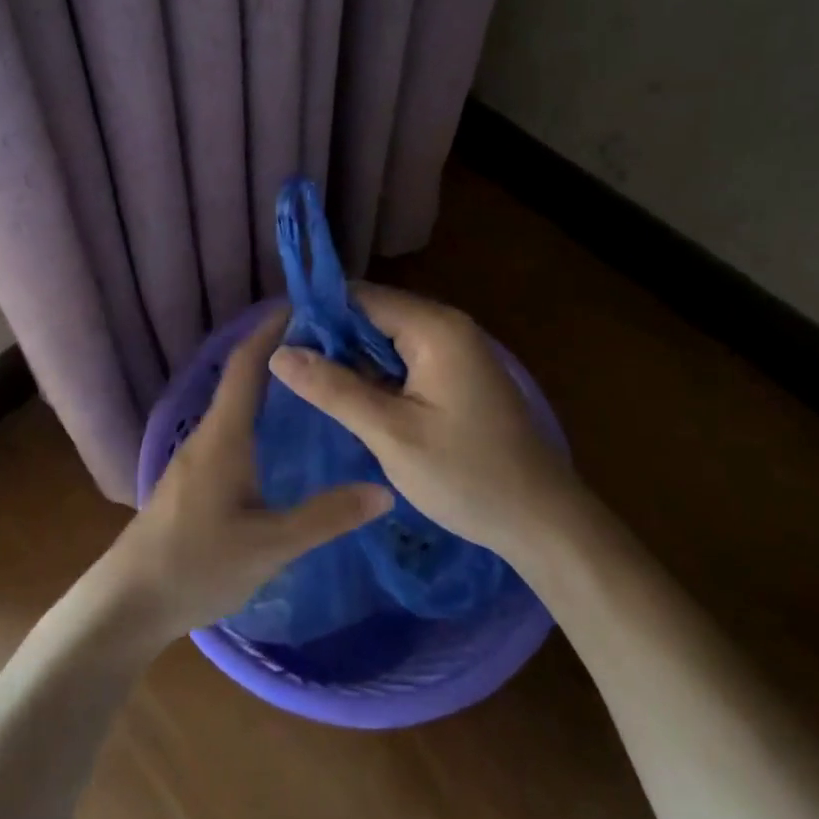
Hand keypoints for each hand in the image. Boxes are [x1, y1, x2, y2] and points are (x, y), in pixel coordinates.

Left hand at [98, 310, 392, 643]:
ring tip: (318, 383)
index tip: (308, 307)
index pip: (247, 363)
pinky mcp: (195, 477)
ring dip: (271, 384)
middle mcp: (208, 434)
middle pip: (243, 376)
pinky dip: (261, 413)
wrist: (129, 601)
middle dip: (281, 353)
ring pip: (238, 404)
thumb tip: (384, 490)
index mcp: (223, 435)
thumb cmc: (196, 565)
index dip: (272, 329)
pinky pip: (233, 428)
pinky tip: (285, 436)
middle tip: (332, 346)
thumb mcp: (269, 546)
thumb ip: (325, 517)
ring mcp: (197, 455)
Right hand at [267, 284, 576, 562]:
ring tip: (309, 387)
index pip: (360, 297)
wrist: (541, 521)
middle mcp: (446, 327)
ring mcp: (455, 351)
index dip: (316, 315)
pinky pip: (404, 360)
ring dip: (352, 360)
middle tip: (290, 373)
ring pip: (385, 339)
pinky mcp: (456, 375)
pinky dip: (376, 375)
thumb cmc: (467, 476)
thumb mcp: (391, 434)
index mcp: (434, 328)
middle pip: (373, 314)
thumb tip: (277, 352)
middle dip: (331, 339)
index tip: (278, 345)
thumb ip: (334, 388)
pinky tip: (350, 400)